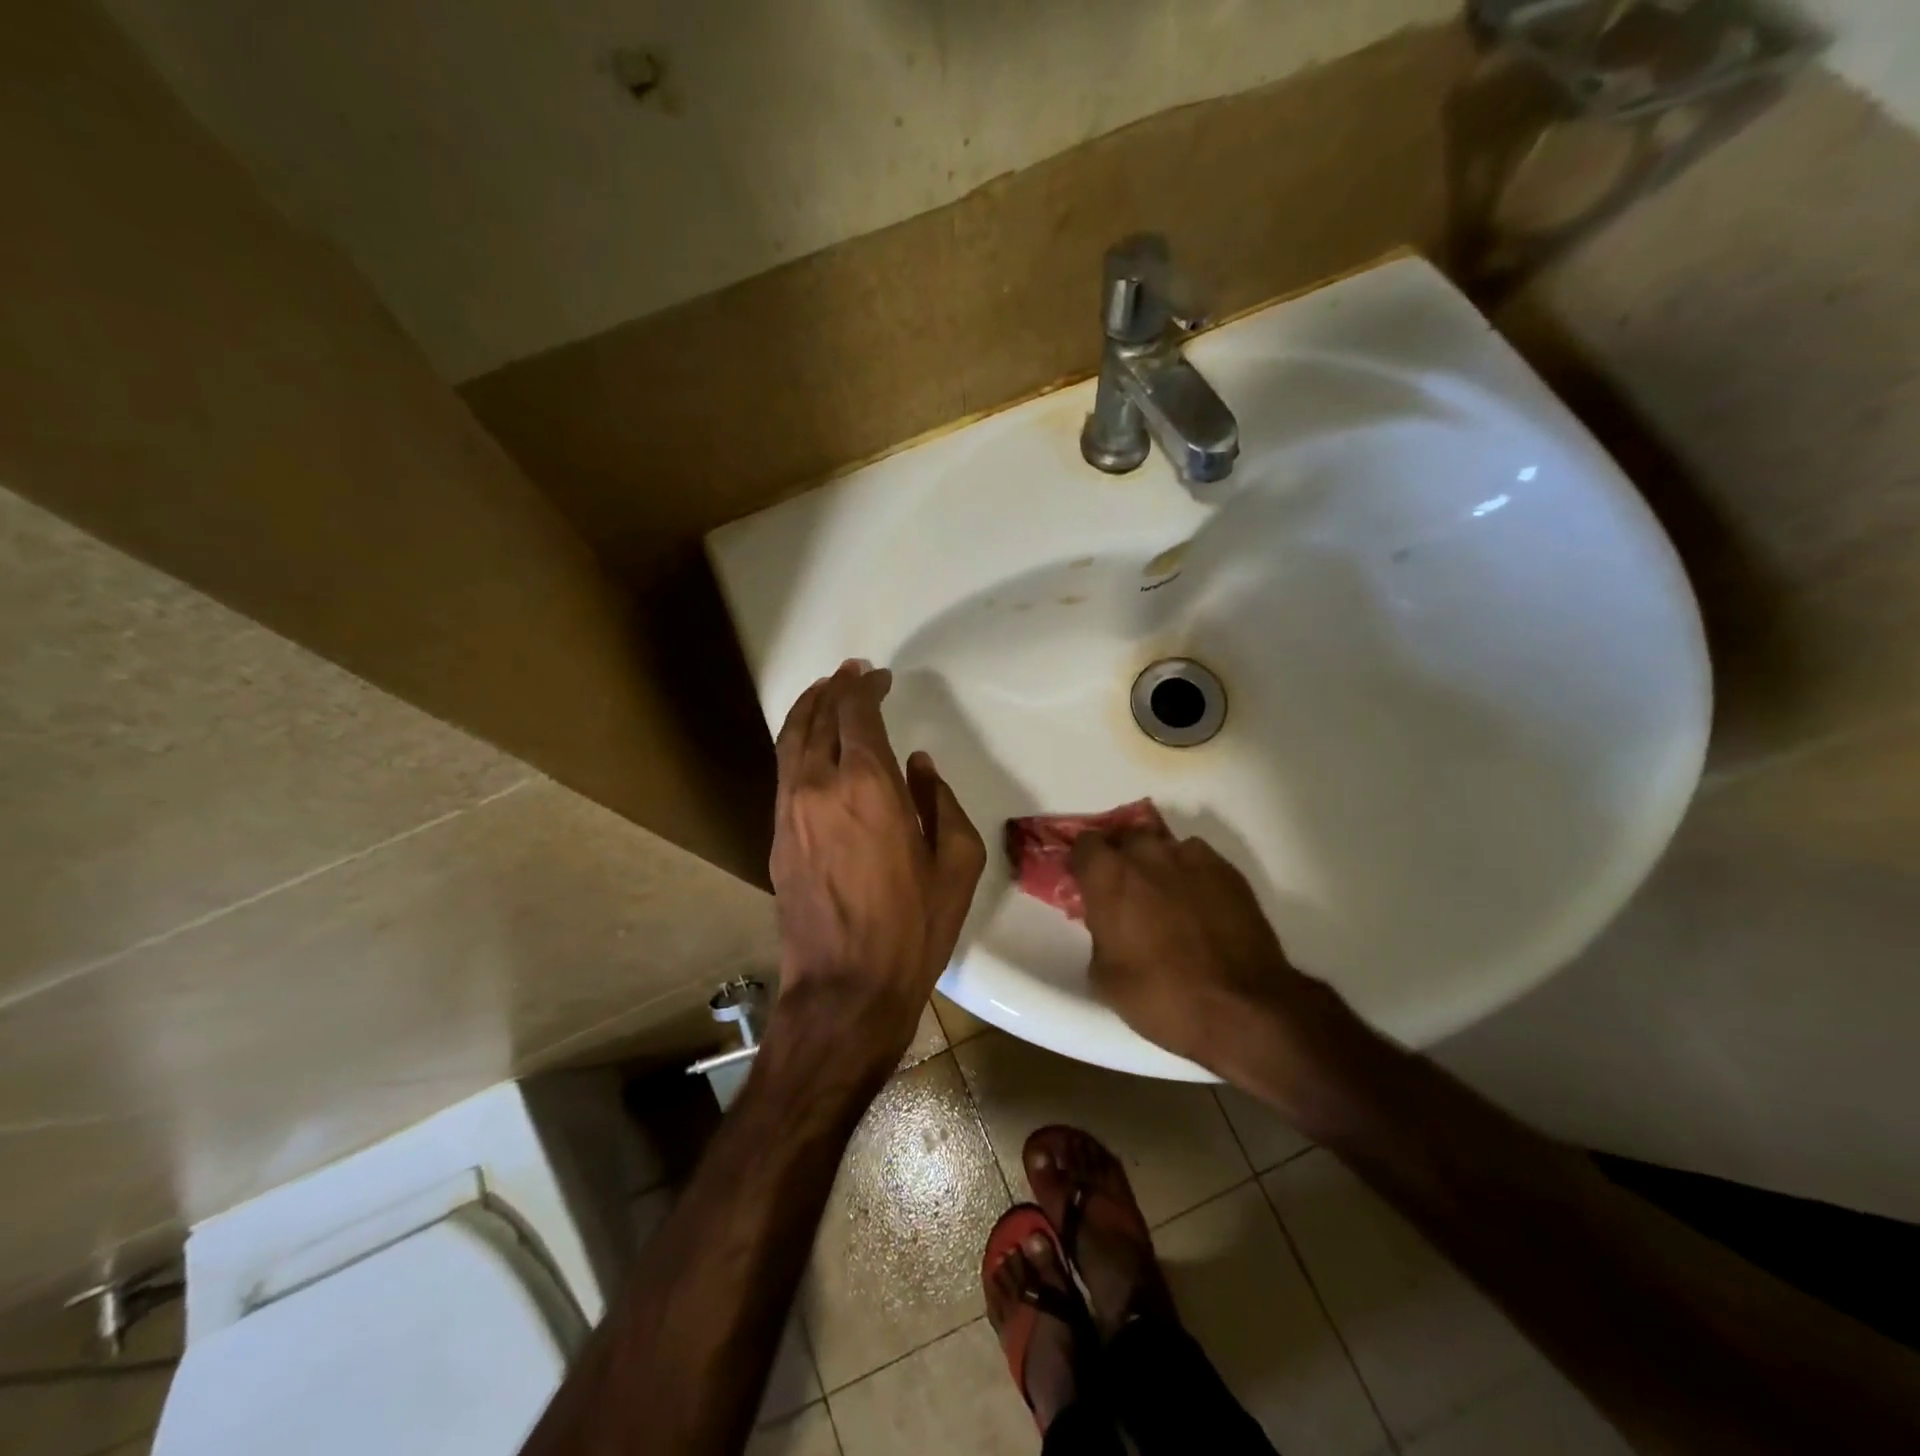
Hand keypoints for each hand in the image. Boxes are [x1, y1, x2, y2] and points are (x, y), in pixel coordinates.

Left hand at [768, 662, 985, 1071]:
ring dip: (808, 709)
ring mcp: (790, 810)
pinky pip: (784, 770)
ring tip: (824, 693)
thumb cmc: (912, 927)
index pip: (857, 715)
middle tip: (851, 673)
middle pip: (818, 717)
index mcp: (868, 786)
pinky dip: (796, 742)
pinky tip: (810, 744)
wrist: (845, 988)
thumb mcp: (956, 863)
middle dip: (835, 688)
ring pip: (791, 740)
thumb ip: (939, 801)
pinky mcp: (776, 835)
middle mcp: (819, 786)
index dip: (867, 688)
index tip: (880, 677)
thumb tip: (918, 764)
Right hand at [1072, 821, 1355, 1097]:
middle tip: (1127, 893)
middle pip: (1125, 838)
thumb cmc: (1161, 997)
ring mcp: (1191, 857)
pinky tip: (1200, 906)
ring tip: (1167, 899)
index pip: (1085, 844)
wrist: (1243, 1008)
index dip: (1085, 862)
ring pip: (1164, 848)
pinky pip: (1198, 861)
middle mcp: (1147, 854)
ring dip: (1158, 866)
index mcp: (1108, 876)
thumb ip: (1099, 934)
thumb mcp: (1105, 977)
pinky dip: (1192, 876)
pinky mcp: (1228, 870)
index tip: (1088, 883)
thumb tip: (1108, 925)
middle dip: (1122, 859)